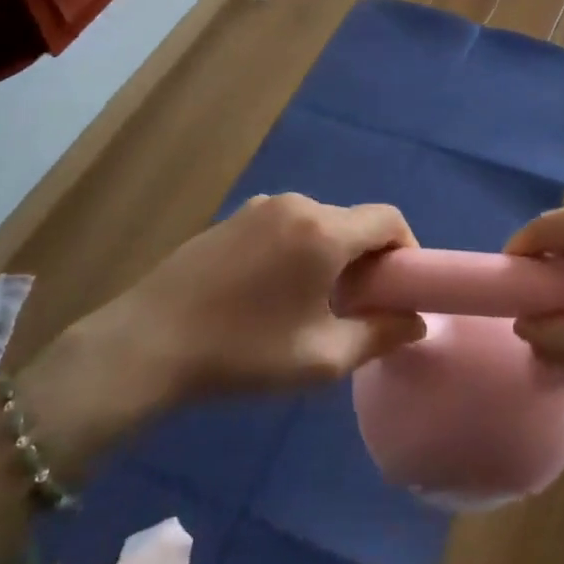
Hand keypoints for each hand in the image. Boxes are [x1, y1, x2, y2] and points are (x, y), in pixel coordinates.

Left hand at [73, 193, 425, 406]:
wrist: (148, 343)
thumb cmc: (244, 352)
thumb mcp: (322, 358)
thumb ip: (380, 335)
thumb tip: (416, 322)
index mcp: (323, 231)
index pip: (389, 219)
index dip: (407, 249)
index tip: (400, 290)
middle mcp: (296, 205)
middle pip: (353, 222)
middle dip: (367, 259)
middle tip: (359, 306)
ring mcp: (259, 206)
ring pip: (318, 224)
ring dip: (331, 255)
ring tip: (314, 303)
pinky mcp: (232, 218)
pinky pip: (285, 226)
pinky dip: (299, 249)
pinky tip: (273, 292)